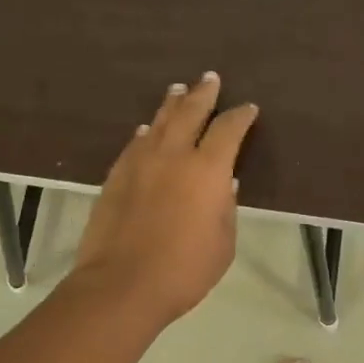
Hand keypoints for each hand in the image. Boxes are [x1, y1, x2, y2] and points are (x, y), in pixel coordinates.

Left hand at [72, 71, 258, 326]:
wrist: (122, 284)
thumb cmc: (184, 270)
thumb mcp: (222, 244)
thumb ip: (224, 209)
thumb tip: (222, 184)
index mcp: (207, 170)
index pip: (228, 130)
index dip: (240, 117)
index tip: (248, 109)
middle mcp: (173, 155)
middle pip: (190, 113)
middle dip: (203, 94)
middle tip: (210, 79)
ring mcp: (140, 162)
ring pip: (158, 123)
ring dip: (172, 105)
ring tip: (178, 91)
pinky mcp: (115, 176)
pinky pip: (135, 144)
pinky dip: (146, 133)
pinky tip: (146, 131)